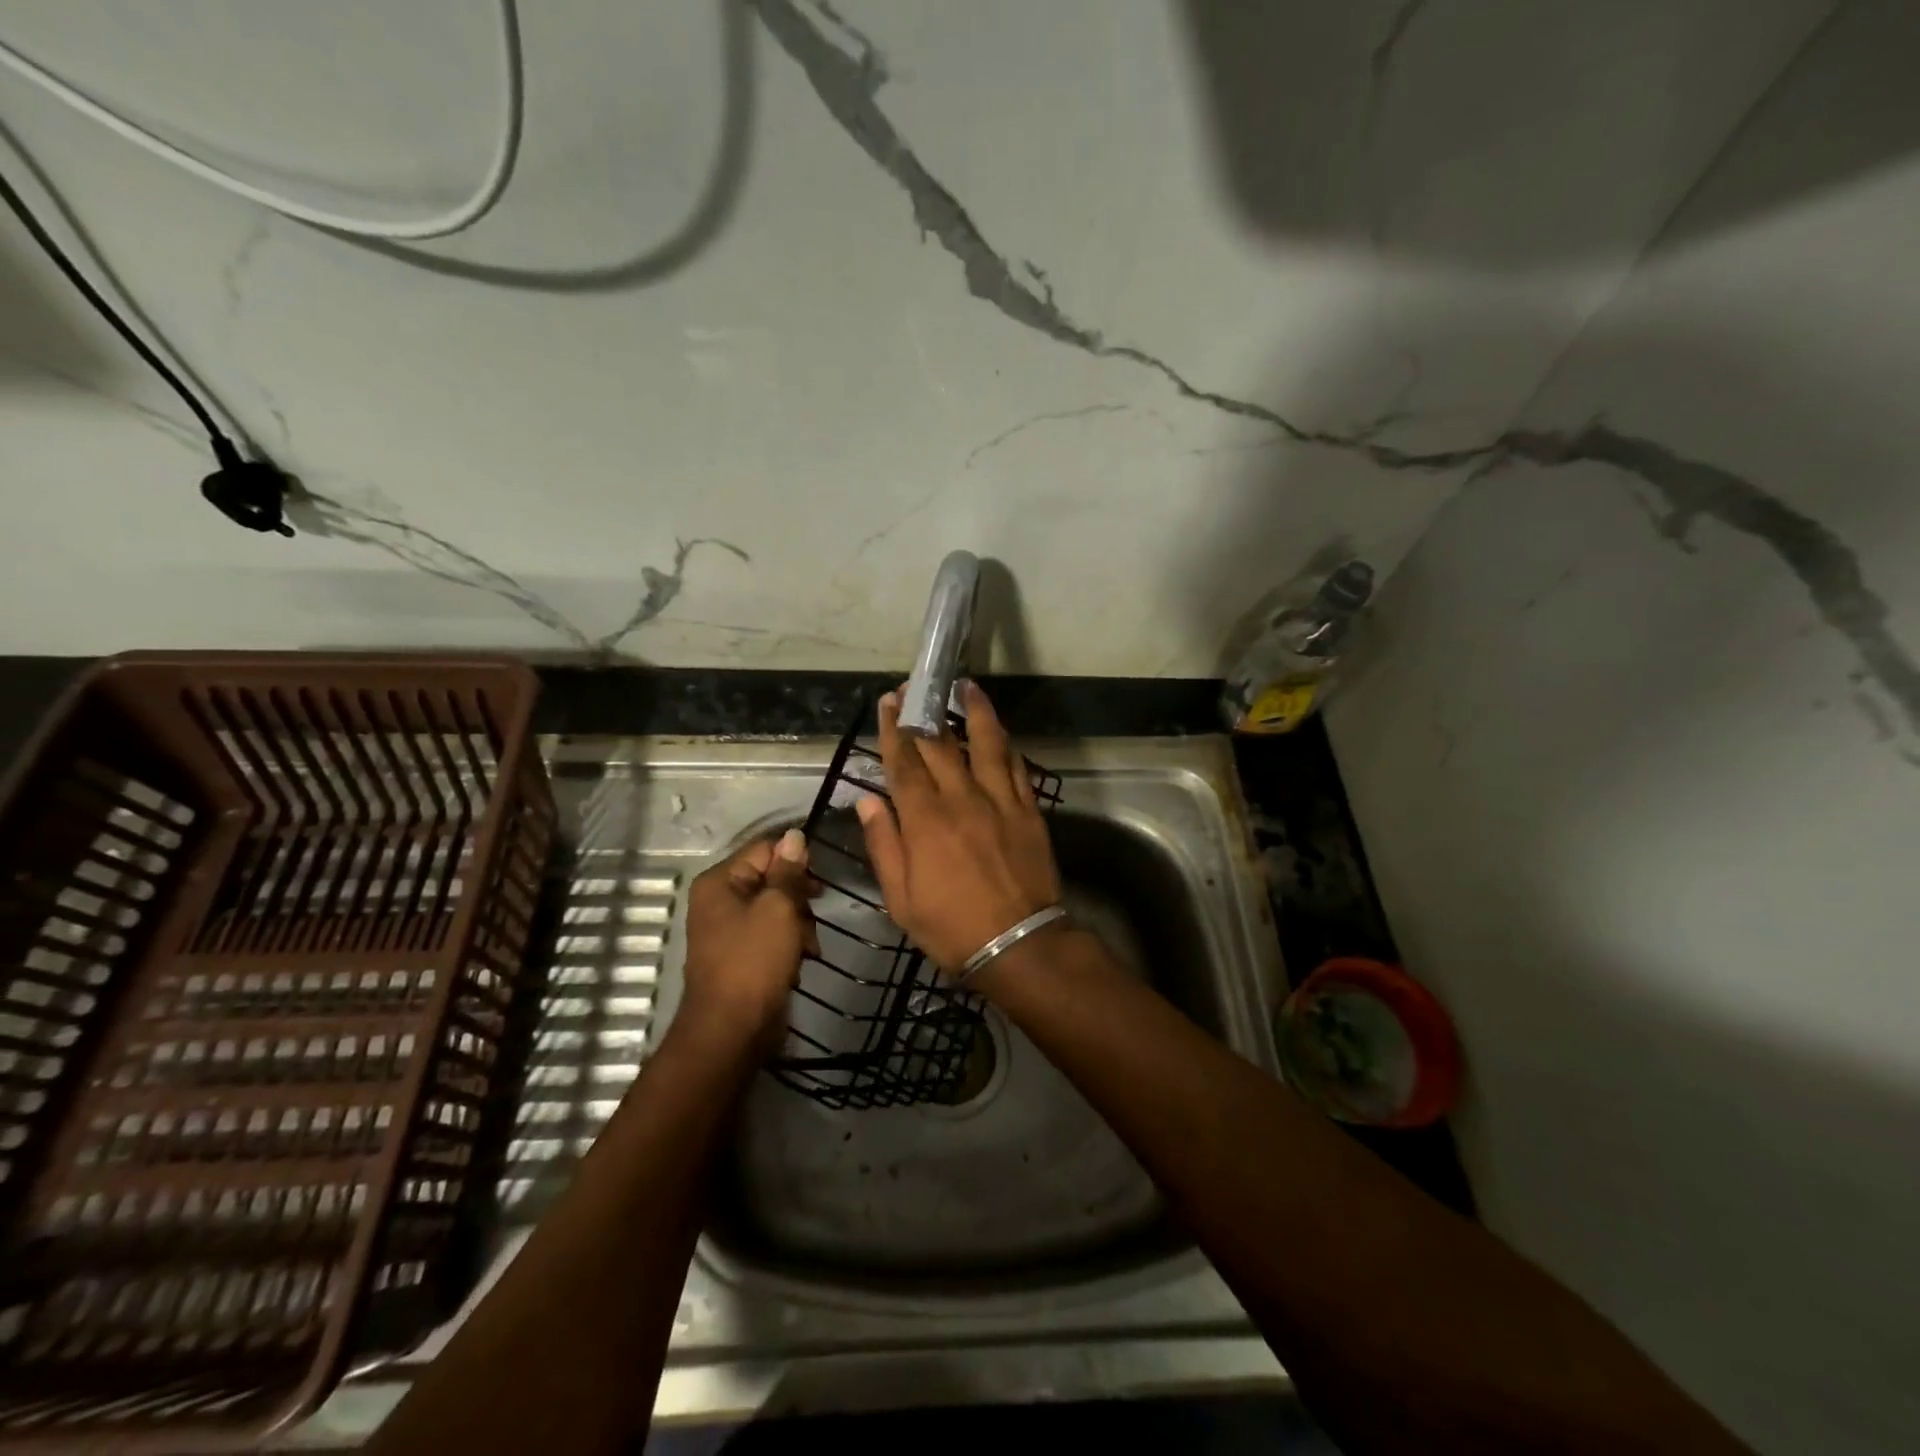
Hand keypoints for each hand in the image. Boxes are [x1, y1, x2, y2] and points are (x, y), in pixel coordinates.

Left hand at [679, 829, 815, 1049]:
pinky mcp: (741, 955)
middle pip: (771, 879)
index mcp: (719, 882)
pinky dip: (789, 945)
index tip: (820, 880)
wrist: (732, 1030)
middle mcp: (719, 900)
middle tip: (814, 914)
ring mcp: (728, 930)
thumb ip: (788, 871)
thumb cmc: (754, 961)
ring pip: (776, 909)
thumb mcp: (778, 908)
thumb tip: (795, 836)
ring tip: (808, 947)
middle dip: (798, 897)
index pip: (764, 849)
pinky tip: (802, 961)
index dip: (795, 859)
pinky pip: (772, 935)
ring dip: (799, 924)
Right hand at [856, 680, 1062, 973]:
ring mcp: (999, 801)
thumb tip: (867, 800)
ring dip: (975, 712)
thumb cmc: (950, 927)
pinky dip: (1006, 745)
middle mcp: (961, 799)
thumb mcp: (900, 897)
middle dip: (924, 713)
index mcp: (925, 820)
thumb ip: (884, 843)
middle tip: (915, 688)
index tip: (889, 702)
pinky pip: (1016, 767)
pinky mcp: (1028, 810)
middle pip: (940, 745)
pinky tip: (999, 732)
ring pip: (986, 744)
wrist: (1018, 943)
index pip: (904, 763)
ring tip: (967, 686)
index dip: (894, 729)